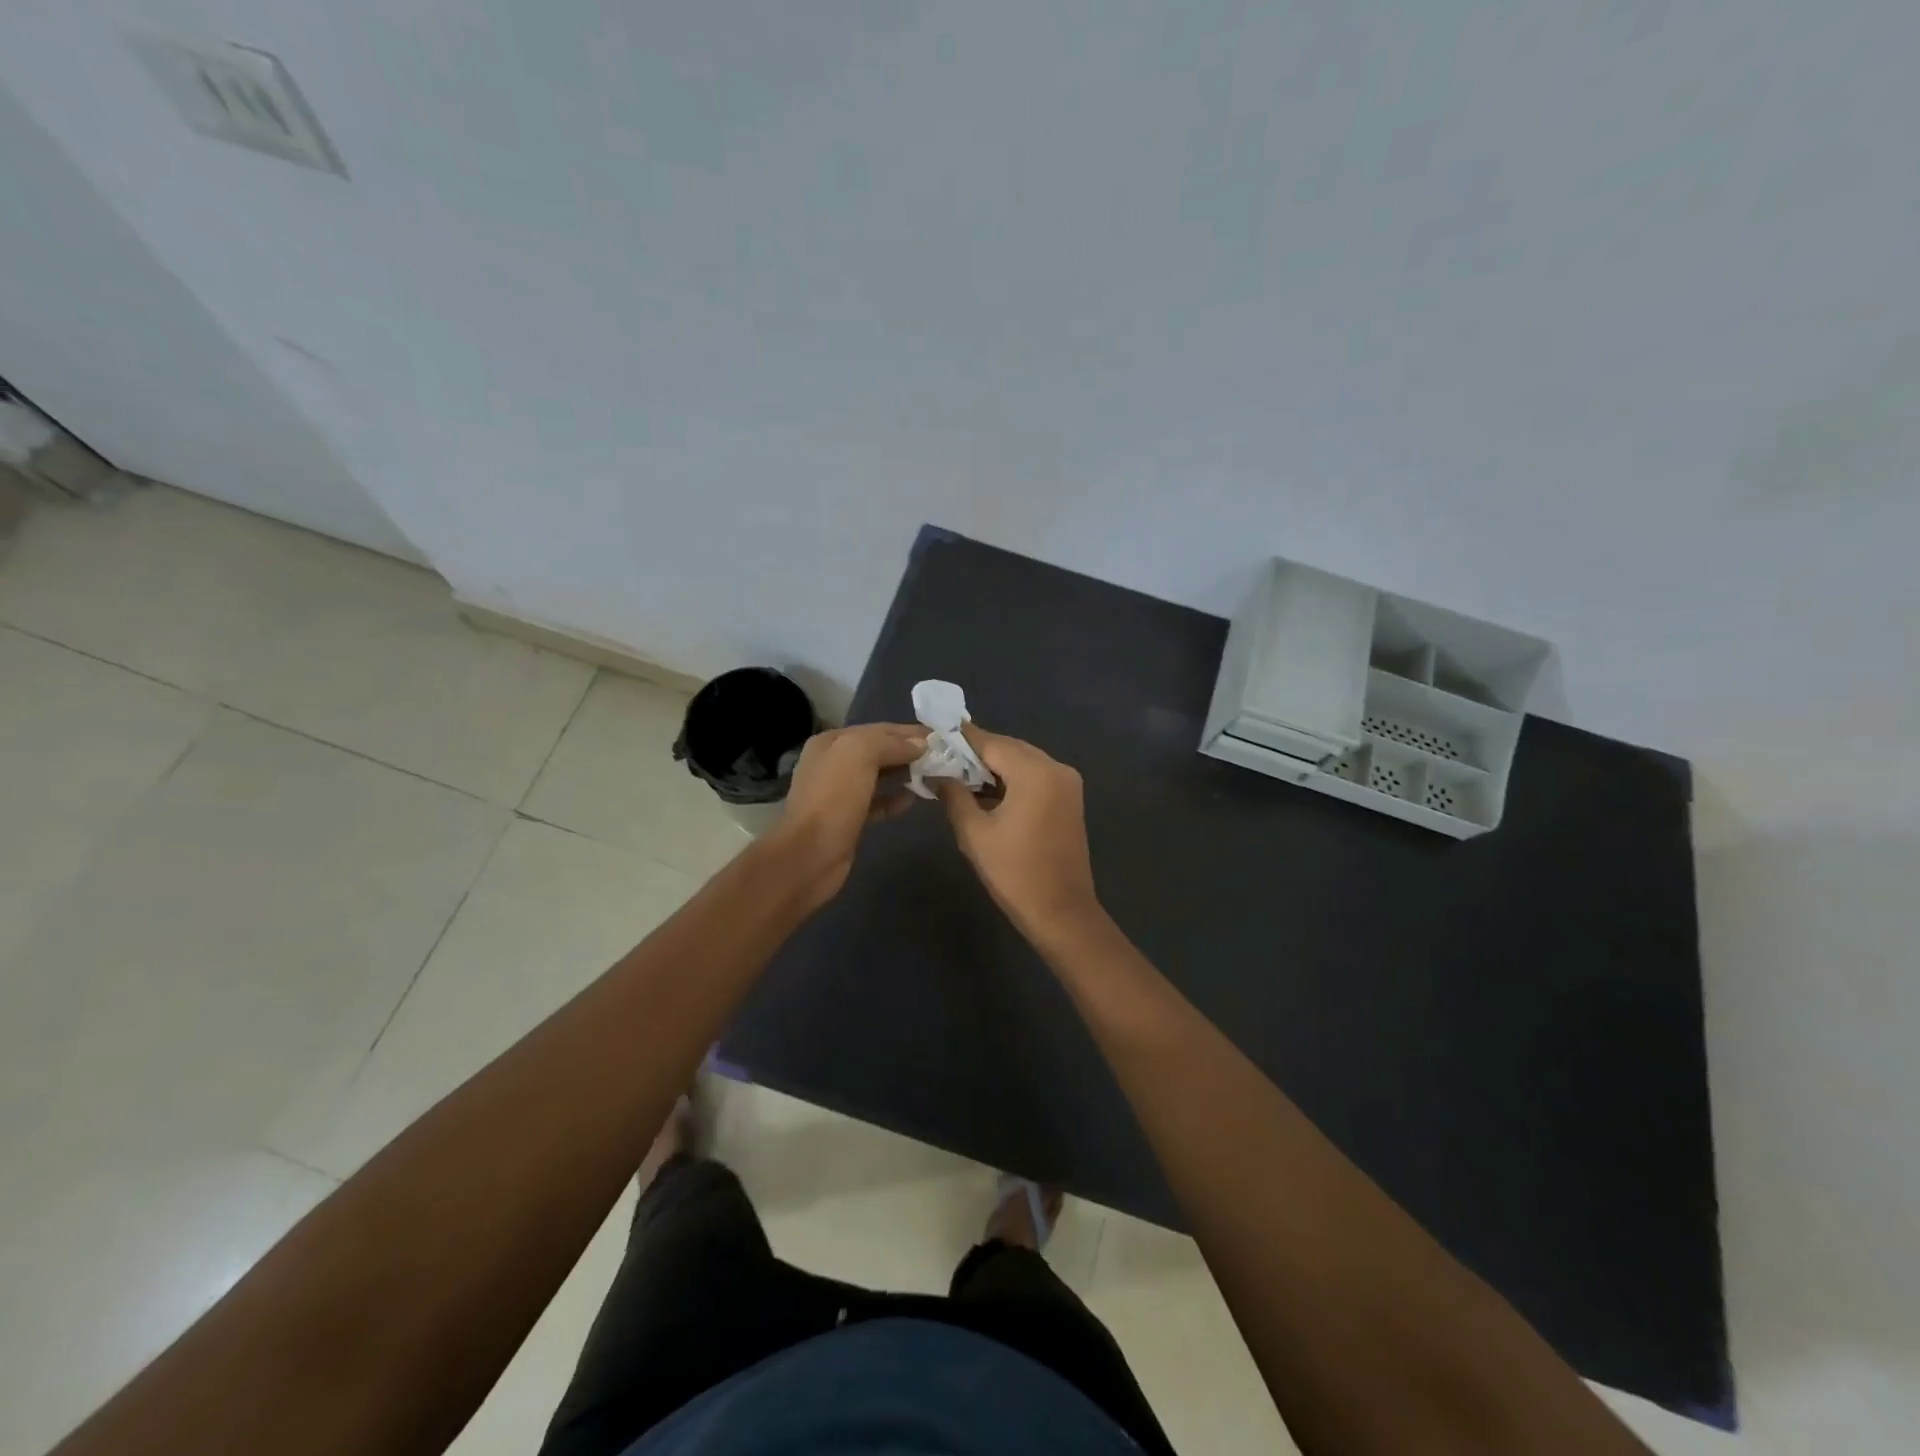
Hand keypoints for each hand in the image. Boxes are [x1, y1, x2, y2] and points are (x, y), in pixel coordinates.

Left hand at [770, 722, 926, 902]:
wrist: (810, 855)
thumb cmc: (834, 798)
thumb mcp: (859, 755)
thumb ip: (890, 743)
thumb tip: (920, 744)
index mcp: (831, 742)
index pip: (877, 729)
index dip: (908, 731)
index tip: (940, 737)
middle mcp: (832, 763)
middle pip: (878, 751)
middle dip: (908, 751)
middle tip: (942, 756)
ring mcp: (839, 793)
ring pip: (878, 776)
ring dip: (904, 773)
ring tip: (933, 775)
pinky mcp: (848, 819)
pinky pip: (877, 802)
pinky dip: (894, 799)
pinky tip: (912, 800)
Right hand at [936, 726, 1102, 940]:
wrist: (1061, 912)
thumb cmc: (1014, 873)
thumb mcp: (974, 833)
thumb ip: (954, 795)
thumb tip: (938, 774)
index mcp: (1035, 772)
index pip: (992, 743)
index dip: (962, 739)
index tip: (936, 734)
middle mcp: (1056, 768)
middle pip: (1010, 748)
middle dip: (977, 753)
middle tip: (943, 758)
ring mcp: (1067, 784)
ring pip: (1023, 762)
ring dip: (994, 767)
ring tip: (959, 775)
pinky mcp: (1069, 800)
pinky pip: (1036, 777)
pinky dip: (1012, 780)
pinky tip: (986, 791)